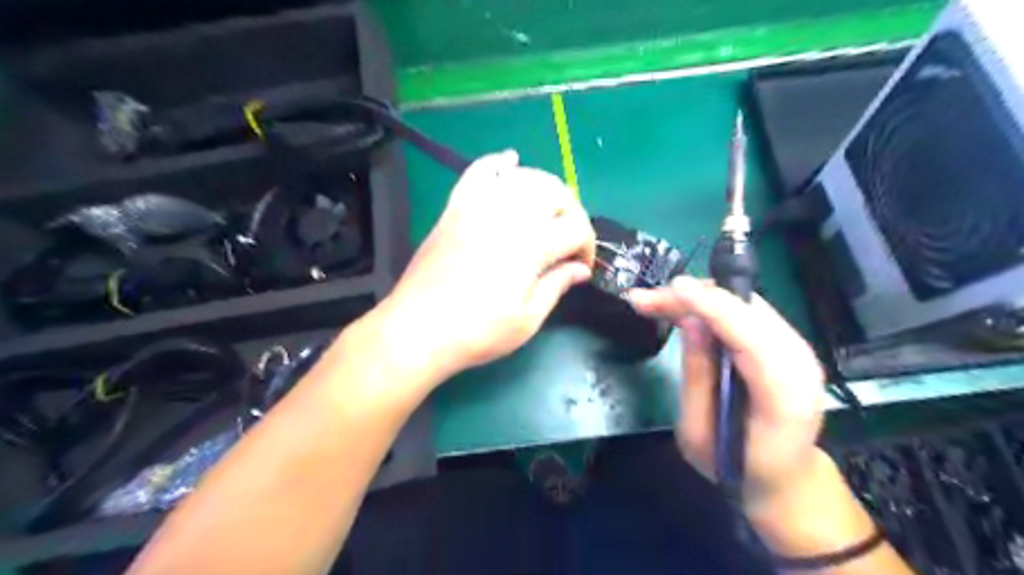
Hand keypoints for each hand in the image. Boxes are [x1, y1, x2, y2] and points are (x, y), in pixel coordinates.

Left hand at [366, 151, 592, 388]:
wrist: (417, 330)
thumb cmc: (476, 333)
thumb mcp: (527, 321)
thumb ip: (557, 286)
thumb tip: (581, 269)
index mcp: (531, 246)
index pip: (576, 227)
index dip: (587, 246)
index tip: (581, 266)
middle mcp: (508, 215)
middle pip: (556, 192)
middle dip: (572, 213)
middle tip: (568, 239)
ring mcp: (478, 206)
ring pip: (524, 176)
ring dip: (545, 189)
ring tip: (547, 212)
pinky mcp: (455, 207)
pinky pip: (479, 171)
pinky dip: (498, 162)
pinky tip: (510, 162)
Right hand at [629, 276, 824, 509]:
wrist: (784, 476)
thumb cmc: (737, 466)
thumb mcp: (700, 435)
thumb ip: (697, 378)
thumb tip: (690, 323)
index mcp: (784, 395)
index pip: (751, 336)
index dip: (712, 306)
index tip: (673, 289)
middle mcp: (799, 362)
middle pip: (746, 309)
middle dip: (693, 296)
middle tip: (644, 300)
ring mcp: (796, 347)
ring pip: (743, 302)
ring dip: (697, 296)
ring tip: (655, 302)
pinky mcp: (783, 341)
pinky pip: (744, 310)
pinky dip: (710, 303)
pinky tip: (681, 306)